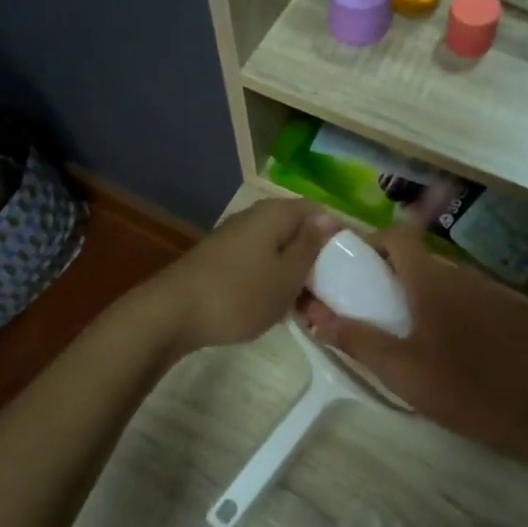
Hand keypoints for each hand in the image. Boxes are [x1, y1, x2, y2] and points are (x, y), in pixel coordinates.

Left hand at [147, 198, 338, 355]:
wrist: (172, 314)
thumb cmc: (240, 294)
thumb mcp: (287, 274)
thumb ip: (311, 245)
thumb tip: (330, 217)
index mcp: (275, 214)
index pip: (319, 212)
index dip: (340, 236)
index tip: (355, 267)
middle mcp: (255, 219)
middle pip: (299, 233)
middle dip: (318, 263)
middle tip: (334, 297)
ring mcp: (236, 240)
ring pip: (280, 254)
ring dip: (297, 279)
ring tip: (311, 312)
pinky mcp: (222, 262)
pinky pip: (261, 267)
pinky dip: (274, 284)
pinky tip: (280, 312)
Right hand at [298, 226, 527, 459]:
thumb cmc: (463, 387)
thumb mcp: (400, 370)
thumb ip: (357, 340)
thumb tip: (316, 317)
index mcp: (431, 281)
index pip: (399, 235)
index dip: (374, 242)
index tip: (355, 267)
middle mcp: (460, 276)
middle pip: (419, 260)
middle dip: (392, 276)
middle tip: (373, 308)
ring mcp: (489, 293)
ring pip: (443, 282)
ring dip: (420, 296)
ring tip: (407, 333)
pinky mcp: (507, 314)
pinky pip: (466, 299)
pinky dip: (448, 311)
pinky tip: (449, 348)